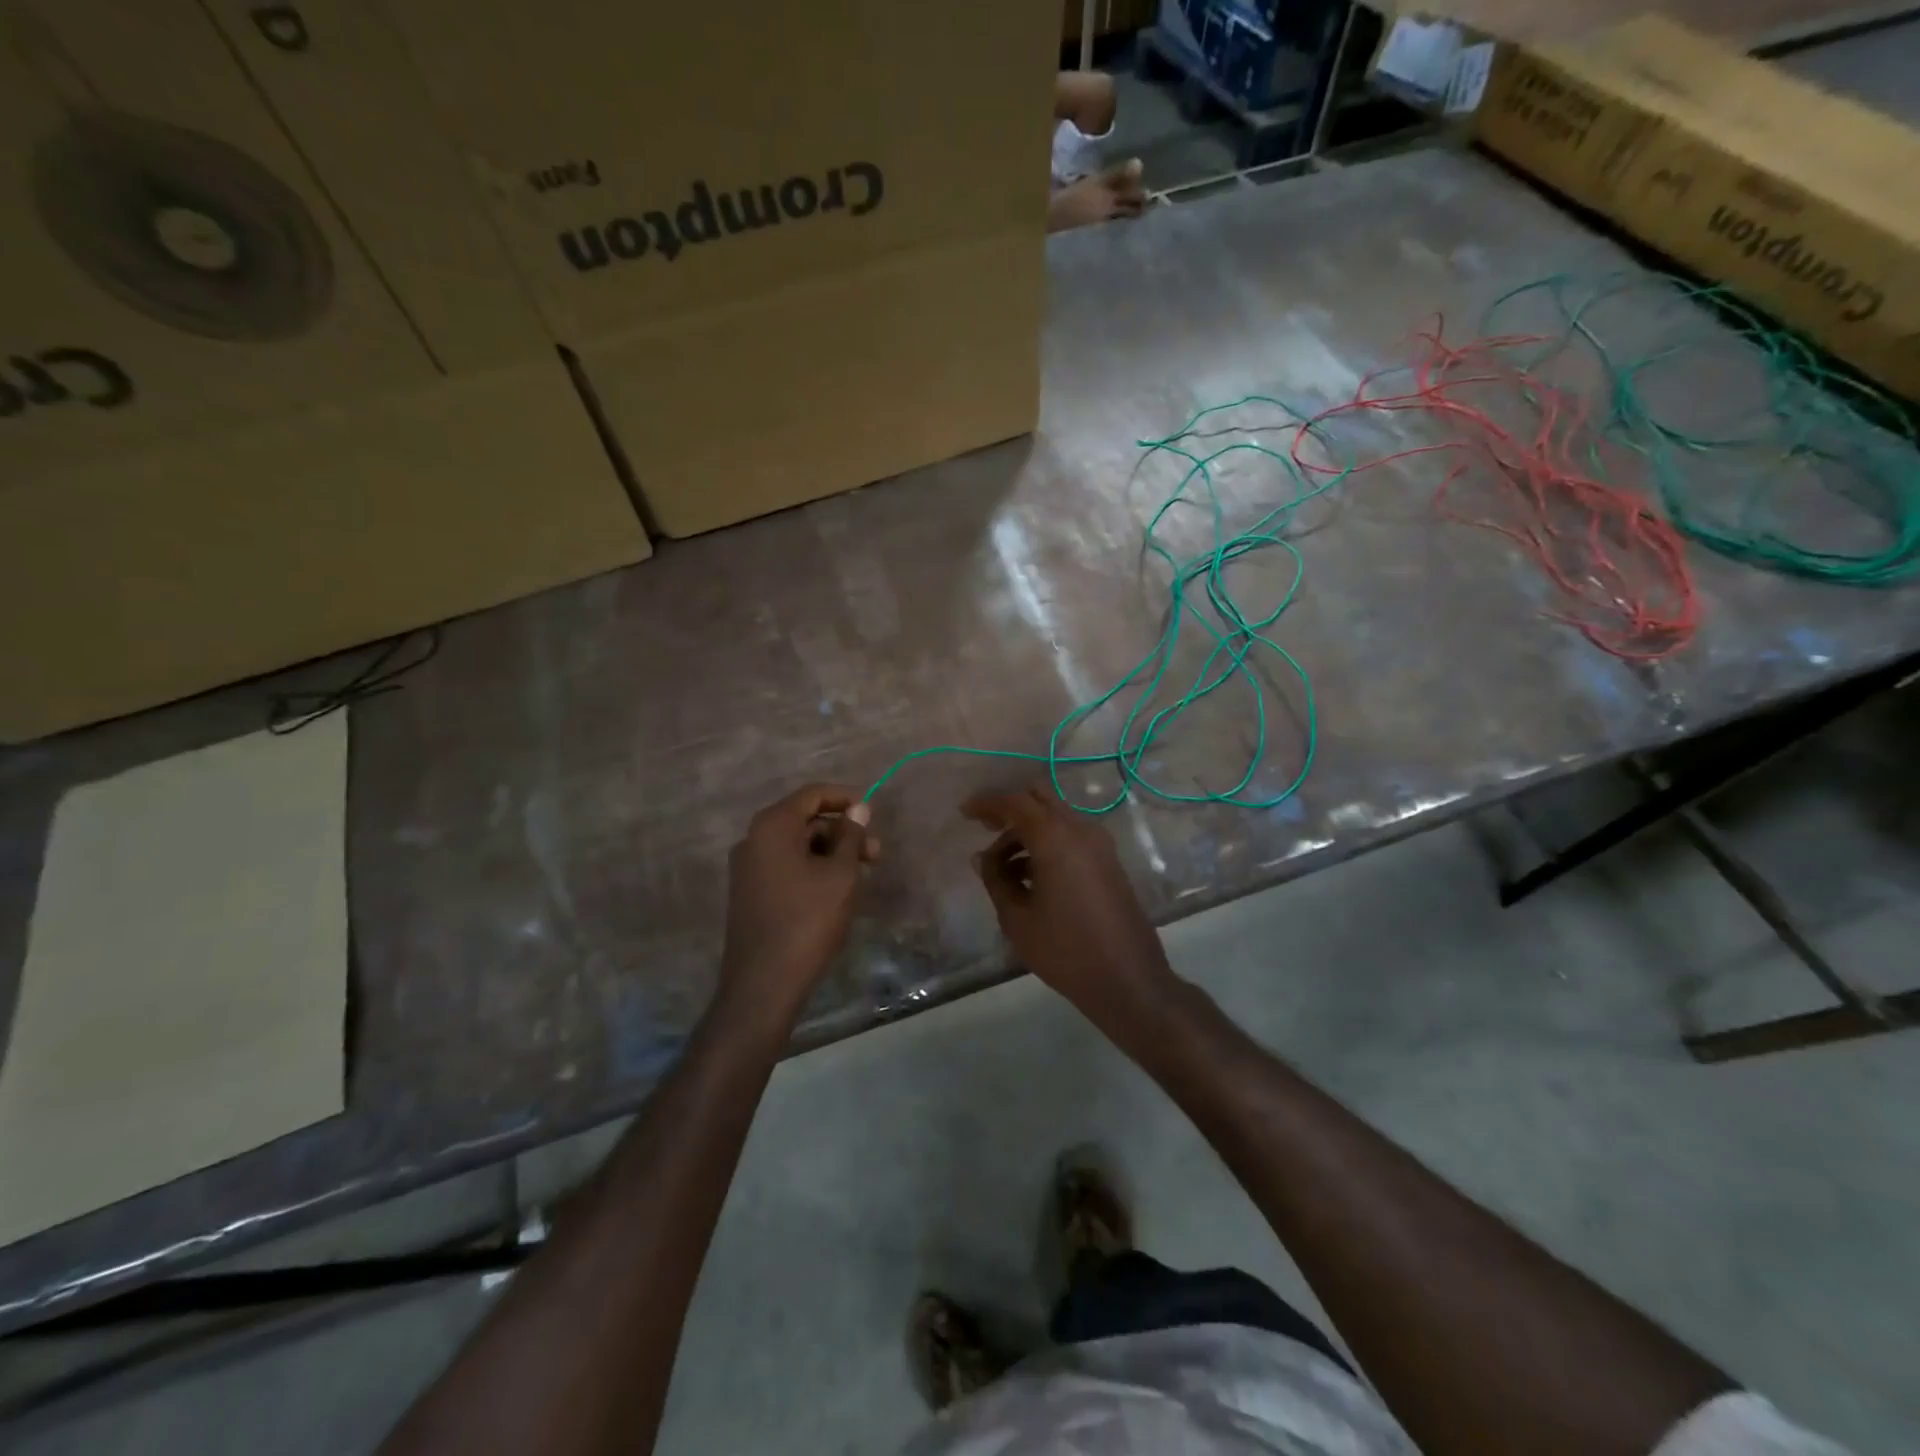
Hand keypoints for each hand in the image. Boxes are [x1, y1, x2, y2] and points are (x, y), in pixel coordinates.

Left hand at [721, 784, 876, 1018]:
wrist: (763, 983)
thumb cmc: (808, 920)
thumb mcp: (840, 875)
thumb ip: (850, 836)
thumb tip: (858, 808)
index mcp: (772, 826)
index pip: (813, 794)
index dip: (846, 798)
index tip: (873, 813)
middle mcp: (754, 839)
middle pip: (805, 820)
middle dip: (842, 832)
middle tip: (875, 853)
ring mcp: (748, 868)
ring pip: (797, 846)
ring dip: (831, 852)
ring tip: (862, 875)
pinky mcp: (750, 892)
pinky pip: (786, 866)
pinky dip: (813, 868)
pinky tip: (837, 889)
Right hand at [963, 784, 1176, 1016]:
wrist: (1127, 980)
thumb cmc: (1065, 950)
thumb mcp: (1017, 918)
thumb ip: (996, 880)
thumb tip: (982, 858)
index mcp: (1055, 837)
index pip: (1015, 802)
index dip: (987, 803)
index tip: (964, 813)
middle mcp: (1080, 830)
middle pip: (1040, 798)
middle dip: (1010, 808)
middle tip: (985, 829)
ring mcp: (1100, 845)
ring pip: (1057, 817)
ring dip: (1028, 829)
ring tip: (1003, 868)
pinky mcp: (1109, 862)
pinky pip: (1071, 836)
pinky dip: (1048, 842)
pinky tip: (1030, 876)